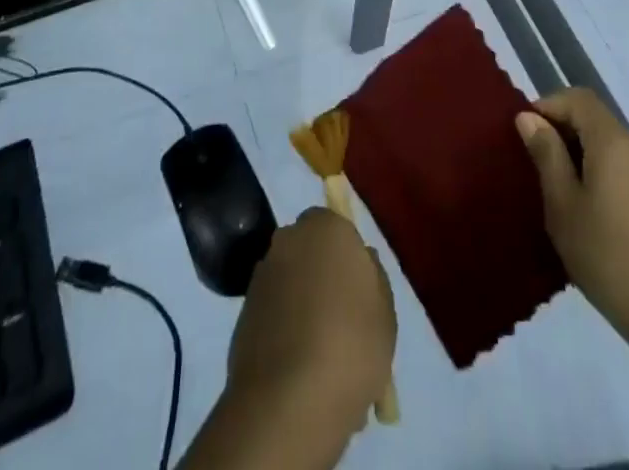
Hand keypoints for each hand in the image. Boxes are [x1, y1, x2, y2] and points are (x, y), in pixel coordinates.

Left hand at [225, 208, 395, 442]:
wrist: (289, 402)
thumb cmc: (351, 345)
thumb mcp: (385, 312)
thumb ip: (373, 277)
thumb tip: (360, 261)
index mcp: (325, 227)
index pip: (335, 226)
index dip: (346, 256)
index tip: (357, 291)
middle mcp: (288, 239)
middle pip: (309, 252)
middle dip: (321, 276)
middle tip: (341, 321)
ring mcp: (261, 275)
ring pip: (290, 283)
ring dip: (301, 305)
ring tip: (321, 355)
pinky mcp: (243, 311)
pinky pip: (273, 312)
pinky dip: (283, 330)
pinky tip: (299, 368)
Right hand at [517, 89, 628, 358]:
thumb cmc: (608, 257)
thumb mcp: (563, 205)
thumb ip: (546, 155)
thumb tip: (529, 118)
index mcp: (614, 142)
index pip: (578, 98)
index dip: (548, 105)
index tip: (525, 133)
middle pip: (595, 119)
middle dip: (562, 131)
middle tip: (535, 164)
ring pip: (609, 146)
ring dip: (580, 155)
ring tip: (558, 191)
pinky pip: (624, 169)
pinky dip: (600, 174)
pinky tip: (589, 213)